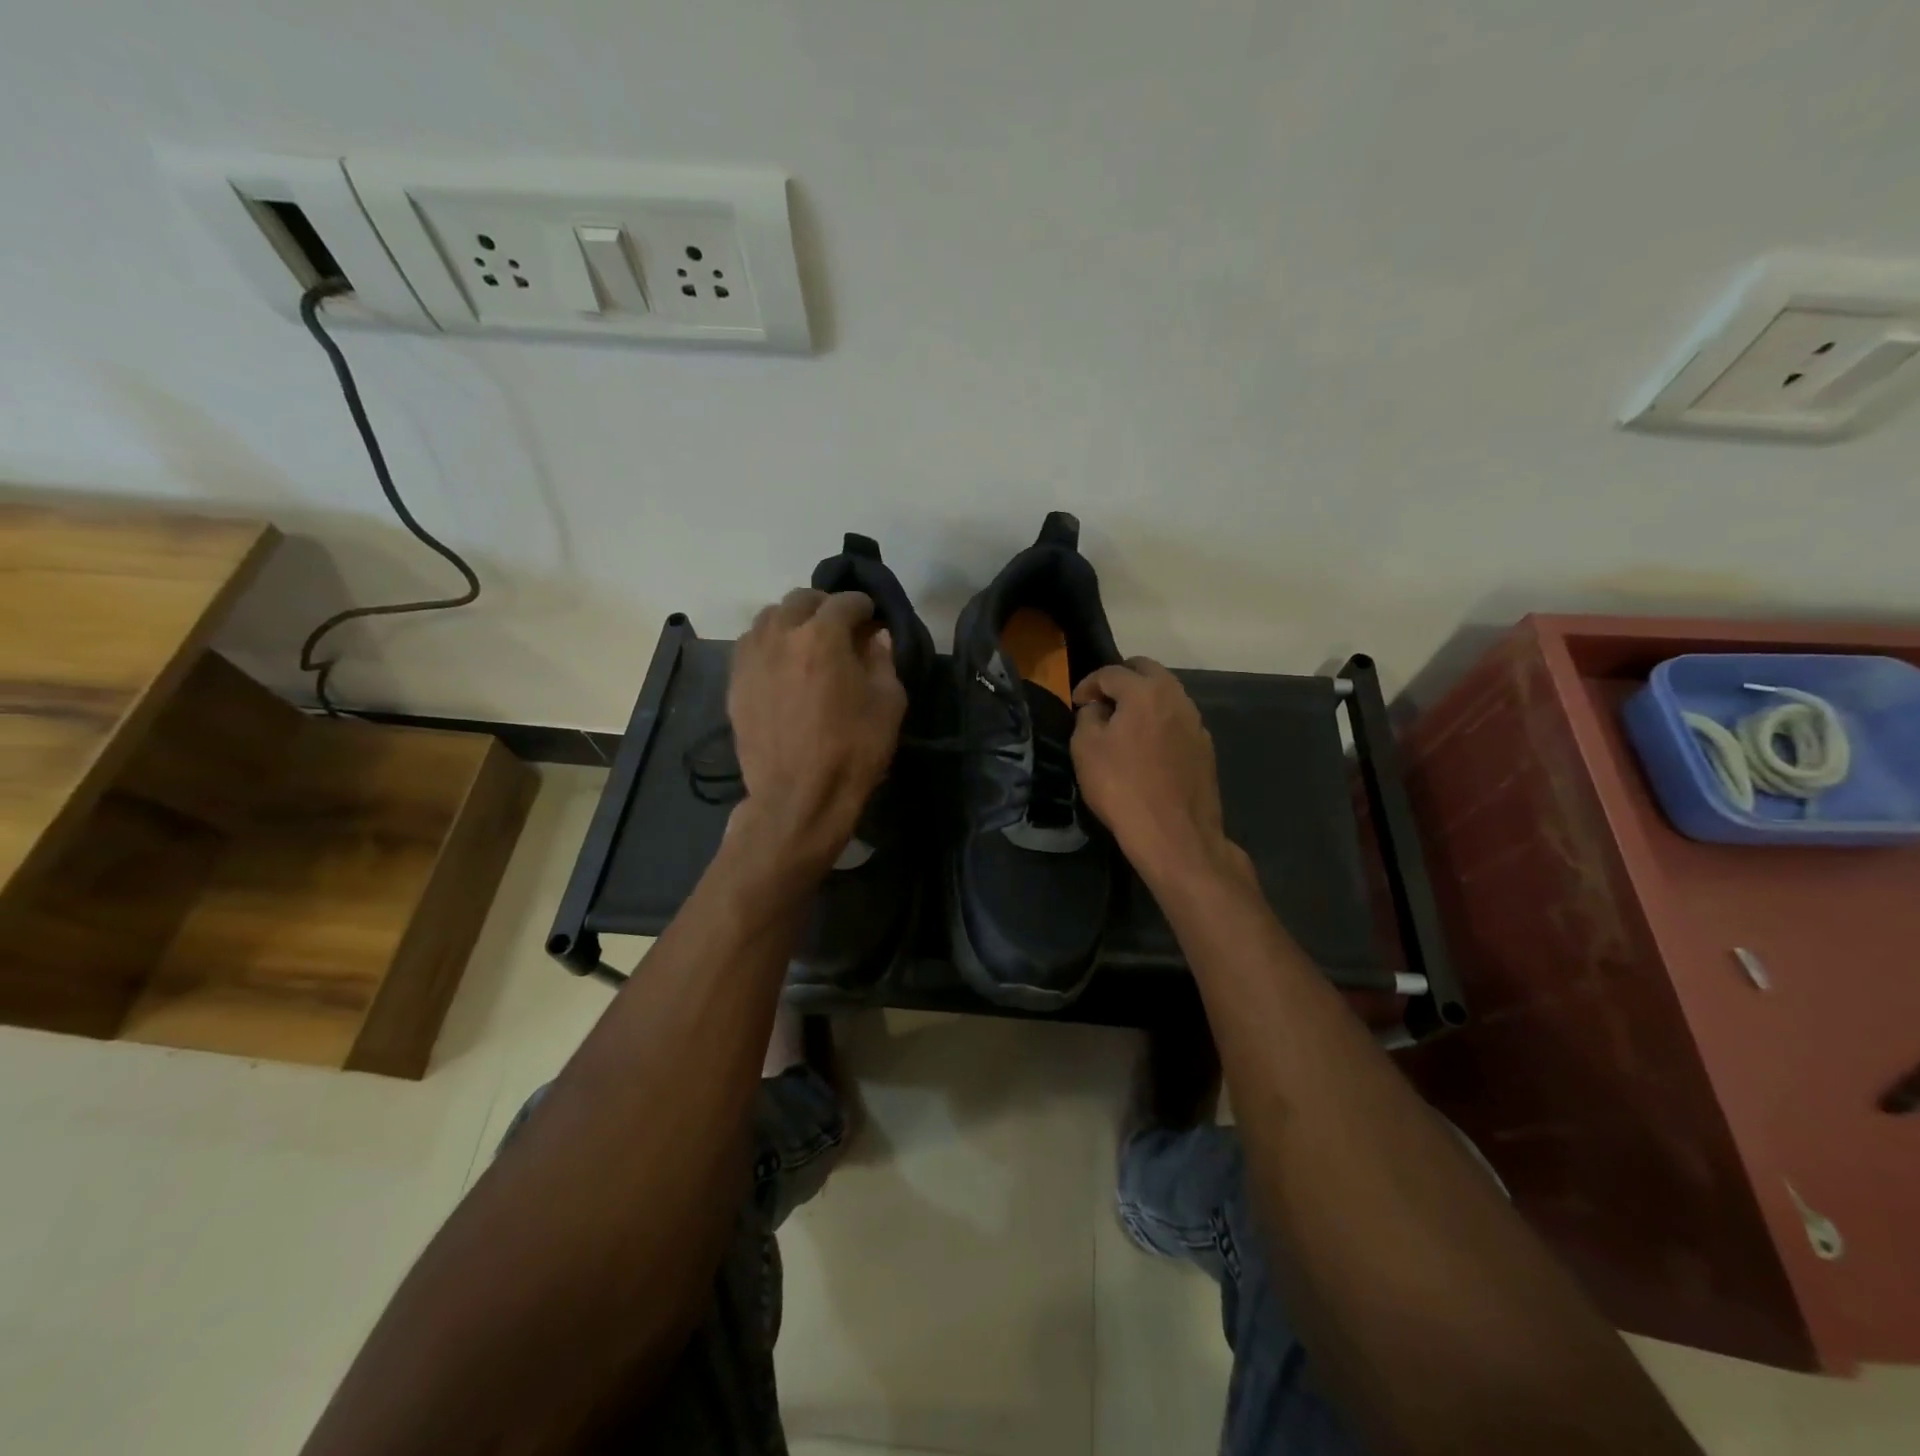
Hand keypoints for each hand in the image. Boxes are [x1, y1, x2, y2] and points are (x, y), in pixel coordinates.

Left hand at [728, 589, 906, 869]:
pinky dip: (769, 644)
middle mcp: (781, 635)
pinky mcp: (735, 683)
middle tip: (840, 628)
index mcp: (822, 636)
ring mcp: (751, 658)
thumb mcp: (888, 704)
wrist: (798, 798)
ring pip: (769, 618)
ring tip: (807, 643)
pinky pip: (750, 646)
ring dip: (792, 621)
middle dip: (824, 607)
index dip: (864, 606)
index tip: (872, 619)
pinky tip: (782, 665)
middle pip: (800, 600)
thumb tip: (874, 638)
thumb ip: (883, 660)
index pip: (845, 602)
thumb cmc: (852, 751)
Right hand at [1072, 658, 1236, 885]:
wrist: (1174, 835)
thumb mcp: (1086, 748)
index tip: (1076, 704)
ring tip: (1123, 725)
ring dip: (1143, 700)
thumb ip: (1088, 717)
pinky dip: (1159, 723)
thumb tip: (1098, 710)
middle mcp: (1177, 698)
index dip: (1088, 684)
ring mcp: (1196, 724)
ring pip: (1167, 695)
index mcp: (1146, 691)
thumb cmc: (1122, 787)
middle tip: (1102, 702)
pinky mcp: (1206, 749)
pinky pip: (1178, 722)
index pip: (1111, 672)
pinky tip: (1147, 748)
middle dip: (1121, 680)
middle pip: (1147, 672)